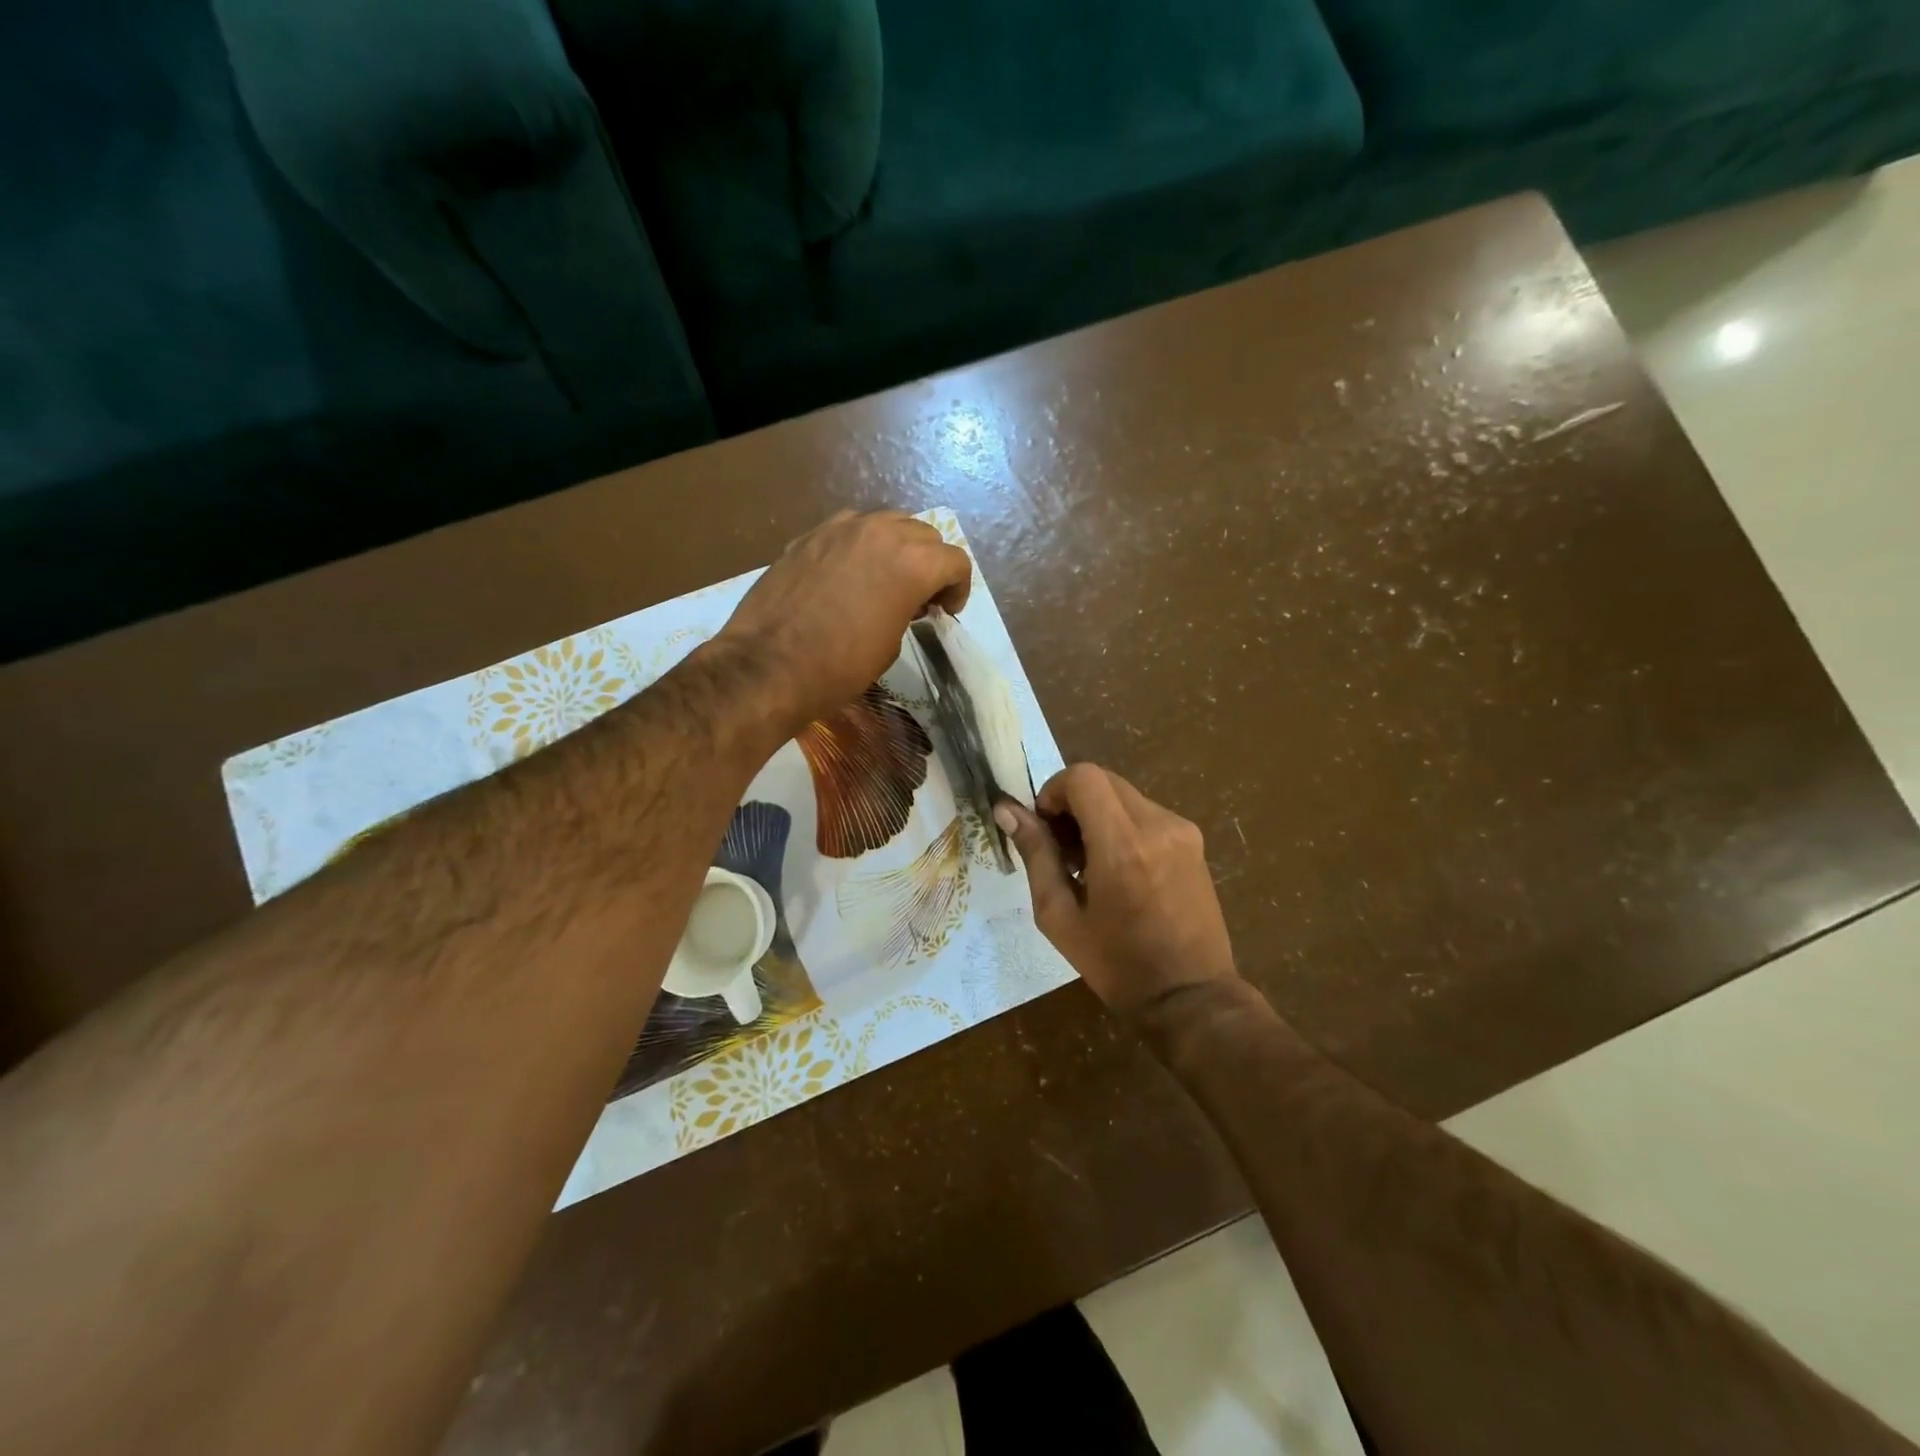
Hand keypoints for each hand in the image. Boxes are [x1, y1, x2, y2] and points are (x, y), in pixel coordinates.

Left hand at [718, 510, 971, 729]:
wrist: (768, 665)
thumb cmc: (839, 667)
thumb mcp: (890, 646)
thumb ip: (907, 611)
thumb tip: (903, 602)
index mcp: (913, 563)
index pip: (955, 561)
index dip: (958, 588)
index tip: (945, 611)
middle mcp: (882, 533)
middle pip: (924, 533)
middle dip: (930, 563)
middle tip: (919, 597)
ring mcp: (841, 528)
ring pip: (887, 522)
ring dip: (897, 547)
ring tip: (885, 579)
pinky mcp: (810, 535)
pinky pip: (849, 529)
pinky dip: (860, 546)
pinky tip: (847, 575)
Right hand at [996, 765, 1239, 1018]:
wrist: (1190, 996)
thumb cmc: (1116, 964)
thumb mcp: (1059, 915)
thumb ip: (1036, 854)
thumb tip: (1006, 809)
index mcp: (1122, 845)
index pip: (1084, 777)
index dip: (1054, 791)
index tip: (1047, 829)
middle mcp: (1157, 825)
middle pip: (1103, 780)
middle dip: (1073, 803)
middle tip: (1063, 850)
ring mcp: (1182, 830)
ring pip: (1124, 795)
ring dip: (1098, 815)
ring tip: (1090, 866)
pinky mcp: (1193, 840)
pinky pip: (1146, 813)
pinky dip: (1122, 826)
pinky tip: (1119, 871)